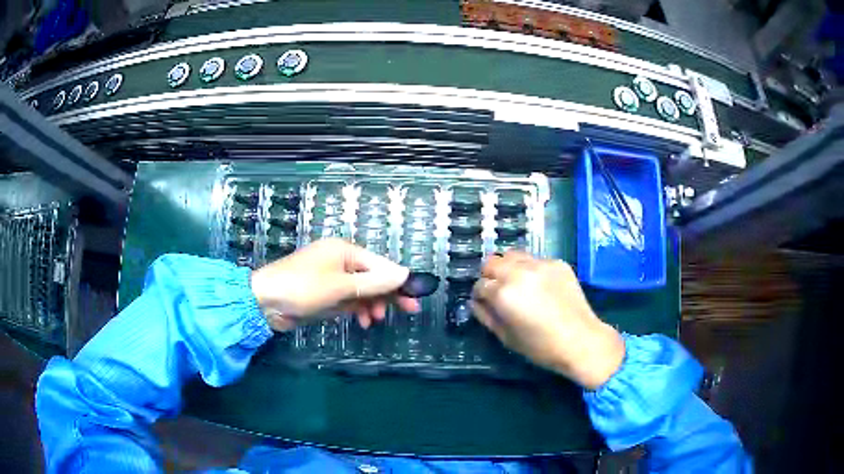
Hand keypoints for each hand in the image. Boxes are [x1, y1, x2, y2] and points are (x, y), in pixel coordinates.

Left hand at [250, 239, 419, 330]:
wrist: (265, 302)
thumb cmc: (303, 288)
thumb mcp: (341, 286)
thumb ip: (374, 282)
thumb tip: (405, 273)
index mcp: (344, 251)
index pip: (380, 264)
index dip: (398, 280)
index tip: (414, 297)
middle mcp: (340, 261)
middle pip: (372, 277)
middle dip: (388, 294)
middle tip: (409, 311)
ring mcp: (331, 278)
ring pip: (361, 291)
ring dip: (372, 304)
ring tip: (375, 321)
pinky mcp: (324, 293)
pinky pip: (348, 299)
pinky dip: (357, 309)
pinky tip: (363, 321)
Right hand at [471, 252, 624, 389]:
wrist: (580, 340)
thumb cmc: (540, 346)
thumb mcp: (506, 337)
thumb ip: (486, 316)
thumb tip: (476, 302)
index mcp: (503, 293)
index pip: (480, 285)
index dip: (480, 295)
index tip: (485, 303)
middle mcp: (518, 272)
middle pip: (491, 262)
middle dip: (490, 276)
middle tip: (498, 291)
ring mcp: (540, 264)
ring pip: (512, 255)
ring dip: (508, 267)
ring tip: (517, 283)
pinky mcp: (557, 262)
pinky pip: (535, 260)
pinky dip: (530, 269)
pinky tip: (539, 286)